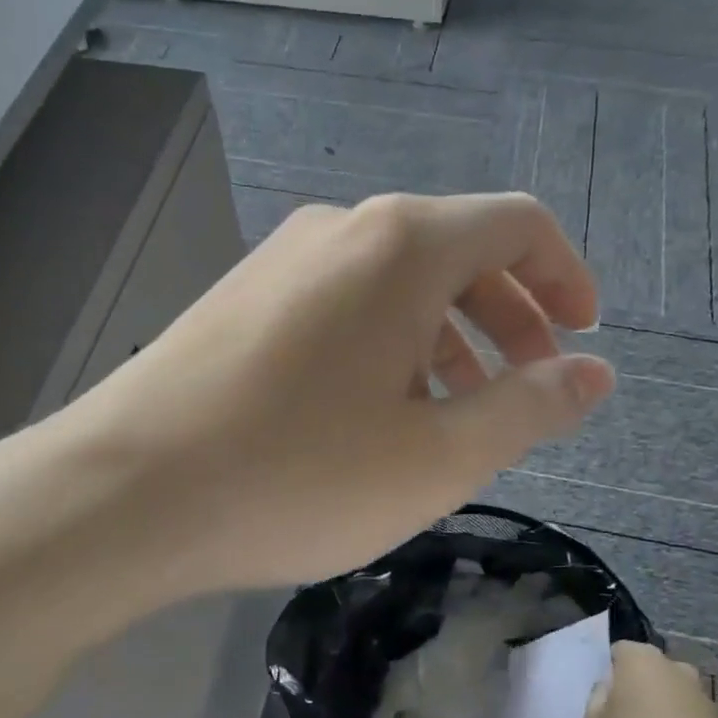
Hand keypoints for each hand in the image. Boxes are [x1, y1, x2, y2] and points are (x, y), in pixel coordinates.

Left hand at [59, 193, 616, 592]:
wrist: (123, 493)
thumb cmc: (296, 475)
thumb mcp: (437, 457)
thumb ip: (529, 407)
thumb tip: (594, 373)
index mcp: (403, 245)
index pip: (516, 224)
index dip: (565, 276)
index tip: (583, 337)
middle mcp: (343, 229)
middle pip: (457, 252)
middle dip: (509, 317)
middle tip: (528, 389)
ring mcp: (282, 259)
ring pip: (396, 283)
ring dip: (446, 337)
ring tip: (455, 415)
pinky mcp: (242, 298)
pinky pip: (342, 304)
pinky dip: (387, 344)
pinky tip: (374, 412)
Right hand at [585, 642, 717, 717]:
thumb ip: (597, 699)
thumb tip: (610, 688)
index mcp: (641, 658)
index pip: (619, 652)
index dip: (610, 674)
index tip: (604, 701)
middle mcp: (676, 667)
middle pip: (650, 672)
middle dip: (640, 690)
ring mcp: (705, 696)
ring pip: (674, 696)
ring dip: (664, 712)